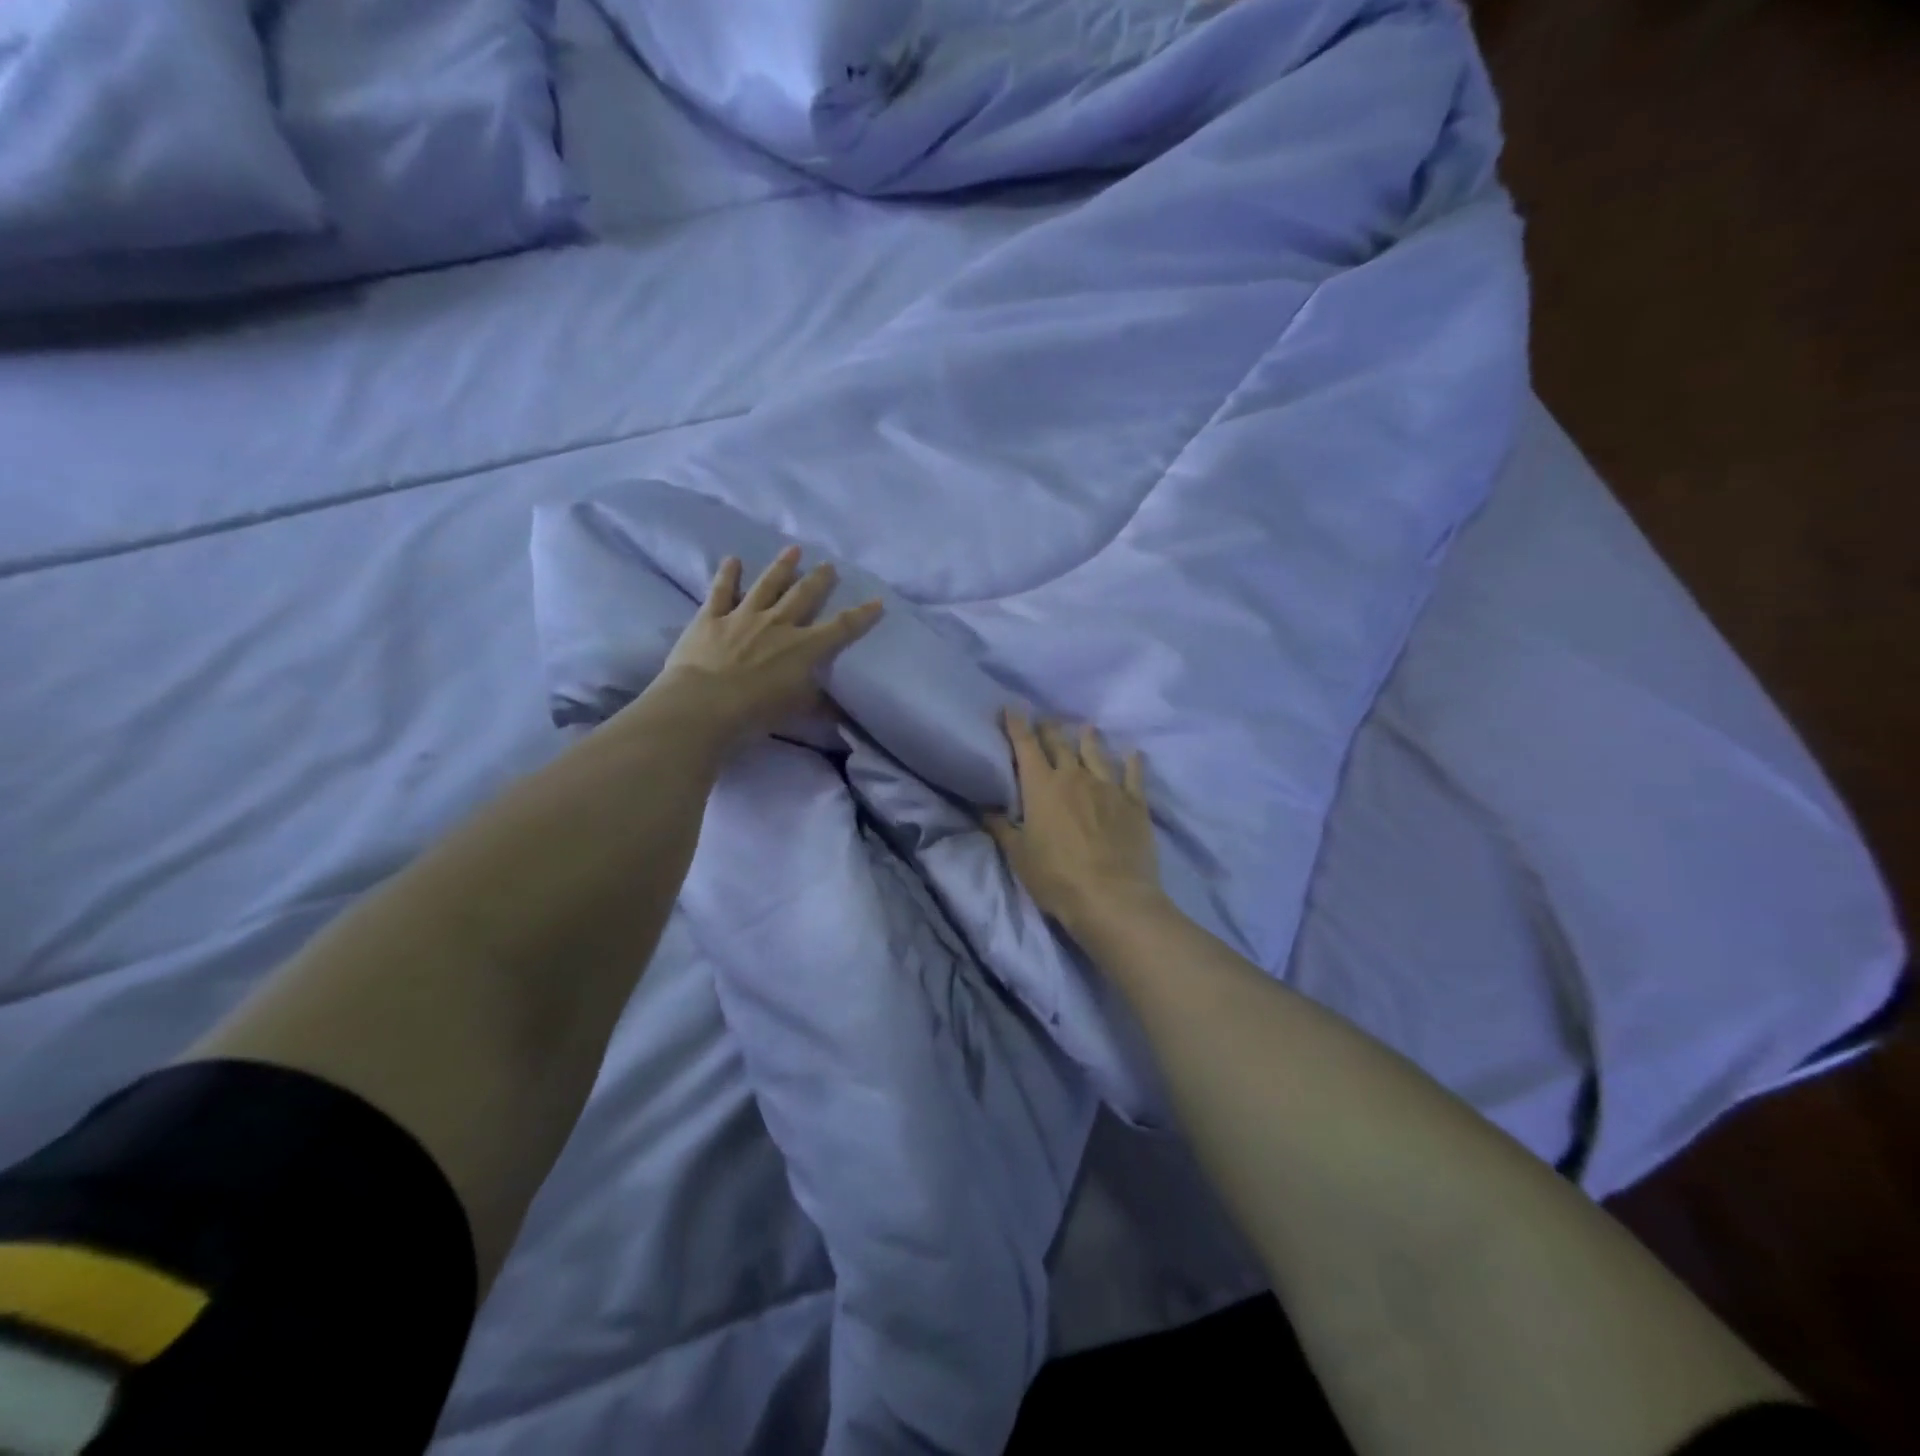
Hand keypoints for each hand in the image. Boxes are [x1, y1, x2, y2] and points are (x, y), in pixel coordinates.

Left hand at [649, 547, 882, 749]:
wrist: (704, 705)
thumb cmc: (755, 713)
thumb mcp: (796, 711)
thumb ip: (819, 706)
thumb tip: (841, 712)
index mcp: (804, 648)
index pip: (841, 627)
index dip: (862, 615)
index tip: (877, 600)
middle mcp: (778, 624)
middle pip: (804, 595)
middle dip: (820, 579)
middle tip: (829, 565)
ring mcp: (743, 616)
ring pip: (767, 584)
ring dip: (782, 566)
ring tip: (793, 550)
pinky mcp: (711, 617)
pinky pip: (721, 590)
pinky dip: (728, 574)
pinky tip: (733, 560)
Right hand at [985, 710, 1163, 933]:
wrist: (1112, 897)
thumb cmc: (1057, 877)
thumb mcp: (1019, 856)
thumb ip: (1002, 828)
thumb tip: (985, 808)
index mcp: (1042, 787)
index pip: (1026, 747)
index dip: (1017, 726)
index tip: (1012, 709)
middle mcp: (1074, 777)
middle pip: (1060, 744)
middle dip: (1049, 729)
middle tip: (1045, 719)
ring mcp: (1108, 787)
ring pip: (1096, 753)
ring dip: (1089, 739)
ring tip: (1086, 728)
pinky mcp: (1134, 803)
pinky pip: (1133, 775)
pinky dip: (1133, 762)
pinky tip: (1134, 753)